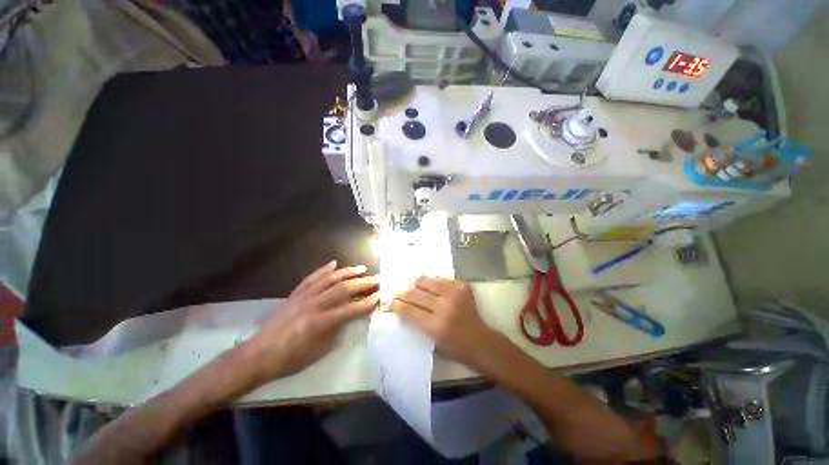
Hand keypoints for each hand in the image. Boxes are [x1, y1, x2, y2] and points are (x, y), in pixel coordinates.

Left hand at [247, 261, 378, 380]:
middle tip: (376, 278)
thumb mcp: (317, 351)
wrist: (258, 354)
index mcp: (319, 323)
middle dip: (362, 283)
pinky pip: (311, 278)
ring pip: (329, 279)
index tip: (379, 296)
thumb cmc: (289, 359)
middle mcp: (313, 305)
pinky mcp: (295, 294)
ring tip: (361, 268)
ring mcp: (303, 297)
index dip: (366, 302)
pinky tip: (334, 263)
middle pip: (342, 289)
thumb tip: (350, 316)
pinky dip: (324, 270)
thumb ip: (335, 330)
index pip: (349, 309)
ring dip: (347, 272)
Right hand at [389, 277, 495, 366]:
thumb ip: (416, 325)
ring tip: (410, 284)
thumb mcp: (432, 342)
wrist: (480, 340)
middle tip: (396, 292)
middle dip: (402, 293)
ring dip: (415, 283)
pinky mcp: (462, 287)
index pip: (410, 311)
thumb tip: (402, 308)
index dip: (398, 305)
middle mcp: (445, 307)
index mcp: (436, 326)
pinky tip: (427, 284)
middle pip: (416, 295)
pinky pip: (441, 279)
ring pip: (427, 282)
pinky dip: (432, 281)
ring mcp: (454, 294)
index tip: (390, 302)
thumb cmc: (454, 347)